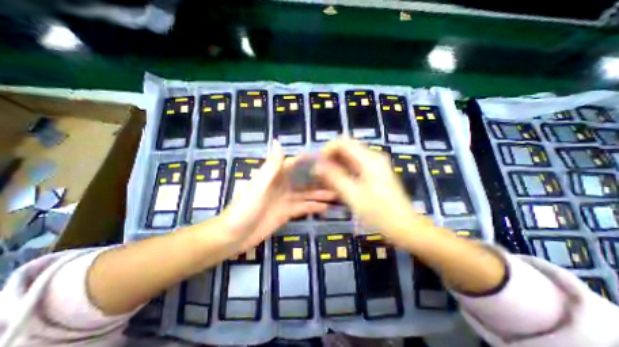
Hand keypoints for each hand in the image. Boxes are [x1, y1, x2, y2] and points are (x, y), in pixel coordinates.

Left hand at [222, 141, 336, 252]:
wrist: (234, 236)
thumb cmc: (245, 209)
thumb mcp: (259, 186)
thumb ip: (271, 166)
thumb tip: (278, 141)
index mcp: (274, 176)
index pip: (294, 163)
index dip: (308, 159)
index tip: (326, 157)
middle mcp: (281, 186)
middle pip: (304, 180)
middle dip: (319, 179)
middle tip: (337, 179)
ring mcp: (285, 200)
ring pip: (306, 194)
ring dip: (320, 194)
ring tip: (337, 194)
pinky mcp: (286, 213)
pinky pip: (303, 208)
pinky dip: (313, 207)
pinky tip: (326, 207)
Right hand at [315, 139, 426, 237]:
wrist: (404, 227)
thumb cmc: (379, 213)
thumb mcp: (353, 195)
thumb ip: (334, 177)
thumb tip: (317, 166)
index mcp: (369, 159)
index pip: (343, 142)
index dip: (327, 149)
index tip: (317, 164)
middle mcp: (373, 156)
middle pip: (346, 147)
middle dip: (330, 158)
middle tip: (319, 173)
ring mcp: (375, 164)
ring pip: (350, 156)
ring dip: (336, 164)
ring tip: (325, 178)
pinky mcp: (375, 172)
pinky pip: (355, 165)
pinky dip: (344, 170)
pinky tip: (337, 181)